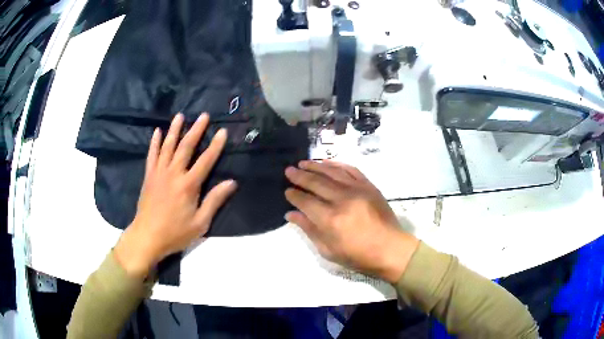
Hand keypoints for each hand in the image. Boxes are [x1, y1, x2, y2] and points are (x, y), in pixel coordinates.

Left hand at [114, 113, 236, 277]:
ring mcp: (159, 173)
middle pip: (186, 147)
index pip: (205, 161)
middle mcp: (173, 174)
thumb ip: (214, 201)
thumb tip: (231, 182)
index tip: (222, 131)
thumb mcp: (200, 223)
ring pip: (168, 146)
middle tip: (203, 115)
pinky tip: (157, 132)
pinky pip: (152, 155)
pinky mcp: (149, 176)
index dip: (215, 146)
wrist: (147, 237)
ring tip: (180, 116)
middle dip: (196, 130)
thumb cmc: (175, 233)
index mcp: (188, 185)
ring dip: (174, 130)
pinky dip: (154, 142)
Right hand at [285, 160, 418, 283]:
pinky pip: (350, 170)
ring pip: (332, 173)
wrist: (390, 249)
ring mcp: (357, 190)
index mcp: (330, 220)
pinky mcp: (369, 186)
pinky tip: (326, 163)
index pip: (306, 201)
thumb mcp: (328, 250)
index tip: (287, 191)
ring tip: (303, 163)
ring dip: (315, 166)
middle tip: (289, 170)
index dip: (294, 195)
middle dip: (300, 176)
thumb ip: (309, 229)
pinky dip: (337, 165)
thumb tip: (291, 214)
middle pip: (316, 183)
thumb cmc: (358, 256)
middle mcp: (342, 200)